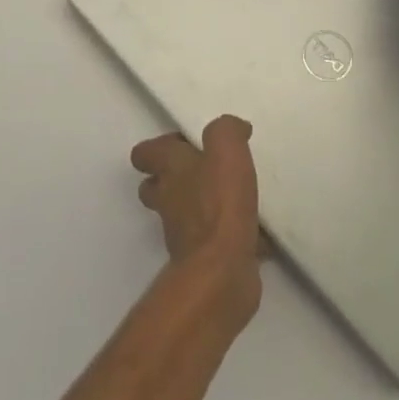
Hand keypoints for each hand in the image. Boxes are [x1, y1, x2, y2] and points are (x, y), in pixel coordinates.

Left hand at [131, 116, 261, 316]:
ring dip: (201, 205)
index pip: (145, 153)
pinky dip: (226, 234)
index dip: (160, 147)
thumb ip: (225, 130)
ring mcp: (182, 233)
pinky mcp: (202, 259)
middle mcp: (168, 199)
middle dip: (175, 177)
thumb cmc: (219, 203)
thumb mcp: (226, 150)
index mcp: (169, 169)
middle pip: (157, 185)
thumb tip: (234, 127)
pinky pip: (211, 240)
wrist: (222, 272)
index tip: (188, 143)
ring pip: (183, 213)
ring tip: (233, 197)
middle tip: (205, 170)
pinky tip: (253, 230)